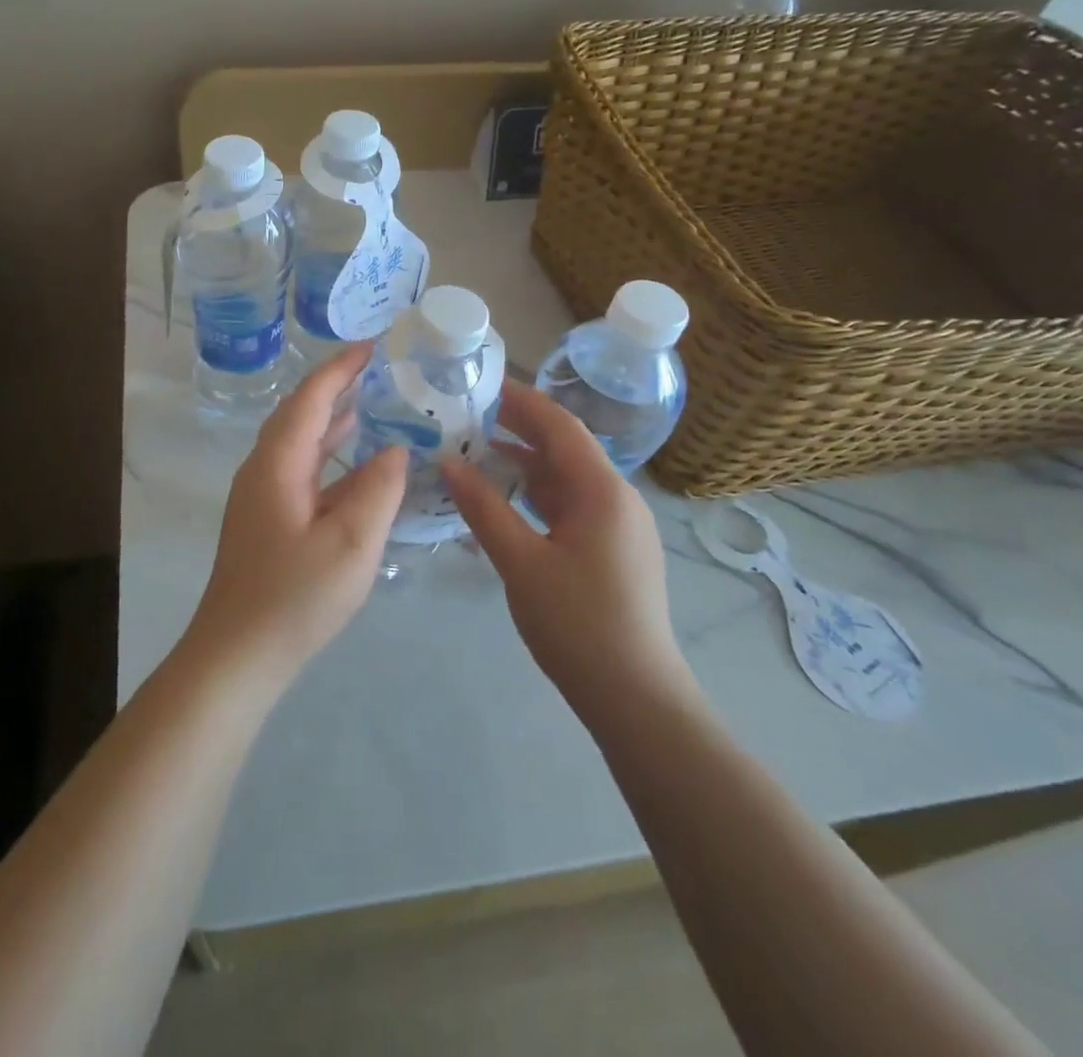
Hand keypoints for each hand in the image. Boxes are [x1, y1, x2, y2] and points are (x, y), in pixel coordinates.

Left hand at [182, 342, 407, 688]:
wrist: (236, 655)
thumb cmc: (294, 597)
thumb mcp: (351, 543)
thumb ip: (378, 489)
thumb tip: (395, 449)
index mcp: (277, 463)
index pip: (310, 398)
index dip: (340, 368)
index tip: (373, 345)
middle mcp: (263, 469)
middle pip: (300, 413)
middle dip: (336, 386)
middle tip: (379, 369)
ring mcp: (261, 496)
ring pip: (300, 443)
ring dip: (333, 419)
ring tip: (373, 402)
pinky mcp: (267, 519)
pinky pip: (302, 470)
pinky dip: (330, 456)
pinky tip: (358, 464)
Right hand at [443, 381, 691, 718]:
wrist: (635, 696)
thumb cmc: (577, 623)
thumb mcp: (520, 561)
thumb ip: (483, 508)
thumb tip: (447, 463)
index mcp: (603, 491)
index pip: (560, 427)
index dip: (522, 402)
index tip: (482, 386)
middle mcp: (618, 499)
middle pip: (565, 450)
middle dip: (520, 430)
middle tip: (470, 418)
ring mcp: (620, 527)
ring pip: (567, 481)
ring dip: (526, 466)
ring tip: (478, 456)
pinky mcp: (614, 552)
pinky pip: (572, 508)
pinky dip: (537, 498)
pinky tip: (505, 505)